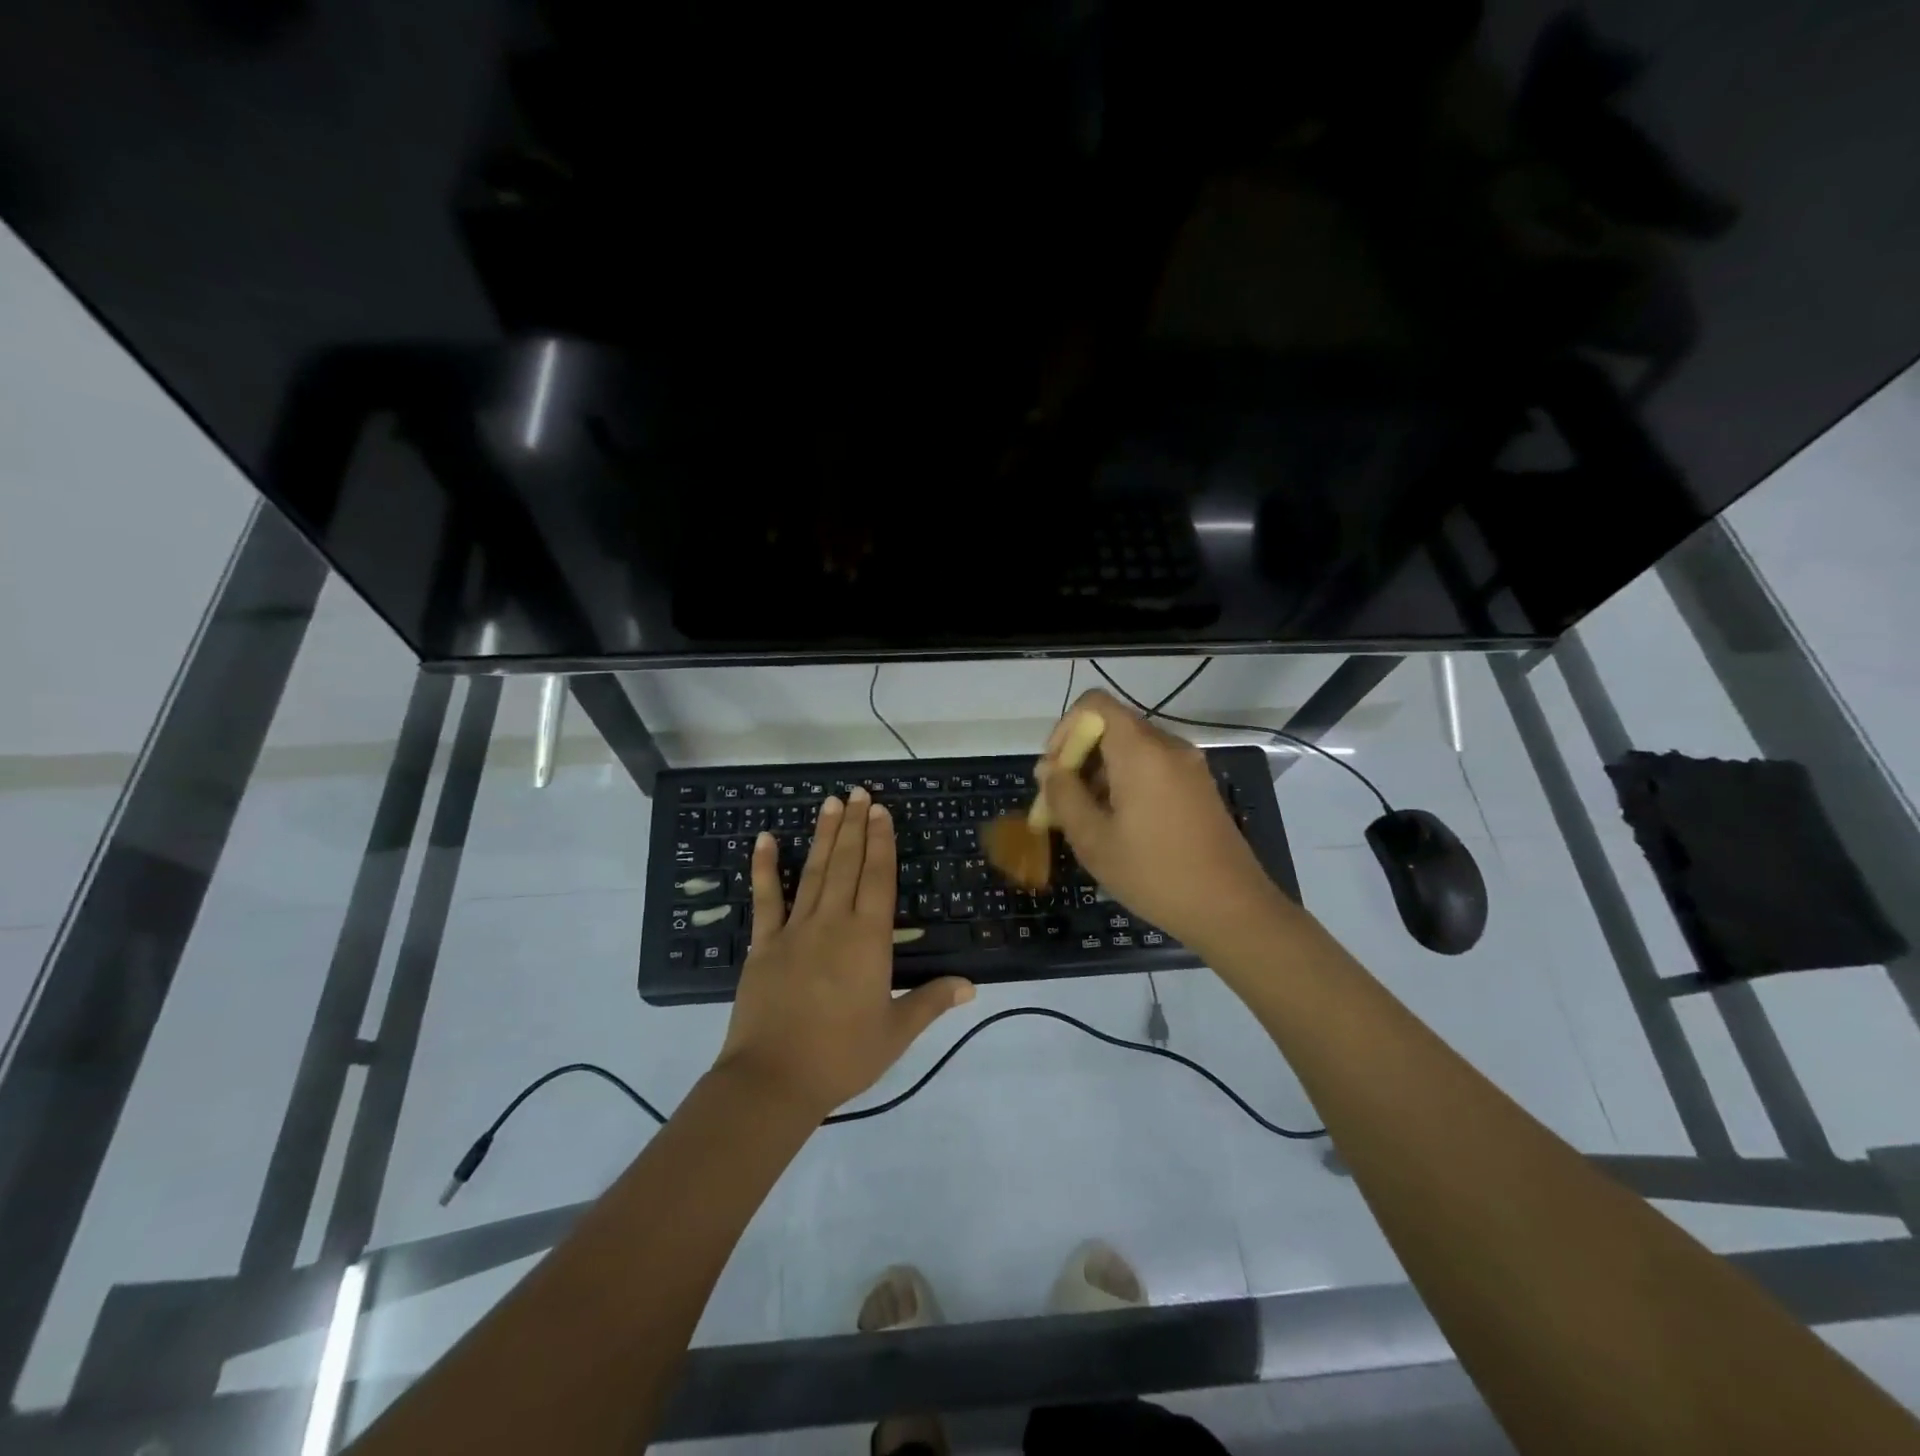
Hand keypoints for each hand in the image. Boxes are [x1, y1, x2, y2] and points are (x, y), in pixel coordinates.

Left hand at [715, 789, 974, 1119]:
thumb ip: (932, 1001)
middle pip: (847, 864)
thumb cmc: (842, 1056)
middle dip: (855, 826)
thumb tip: (971, 986)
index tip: (881, 811)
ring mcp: (794, 930)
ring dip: (824, 836)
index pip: (878, 878)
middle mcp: (833, 923)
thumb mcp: (896, 1032)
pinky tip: (765, 839)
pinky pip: (765, 899)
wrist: (773, 1080)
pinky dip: (764, 868)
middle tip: (858, 792)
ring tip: (830, 803)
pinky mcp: (763, 945)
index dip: (881, 842)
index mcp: (868, 939)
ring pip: (813, 872)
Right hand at [1038, 690, 1290, 955]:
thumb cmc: (1154, 874)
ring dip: (1100, 774)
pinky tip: (1119, 826)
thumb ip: (1064, 796)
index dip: (1065, 729)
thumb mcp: (1094, 840)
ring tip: (1086, 821)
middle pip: (1111, 727)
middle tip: (1061, 803)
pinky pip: (1152, 767)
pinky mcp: (1198, 786)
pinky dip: (1126, 783)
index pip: (1094, 704)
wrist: (1231, 909)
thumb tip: (1049, 769)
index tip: (1054, 771)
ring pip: (1130, 749)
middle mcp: (1167, 746)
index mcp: (1140, 751)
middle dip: (1078, 758)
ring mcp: (1188, 765)